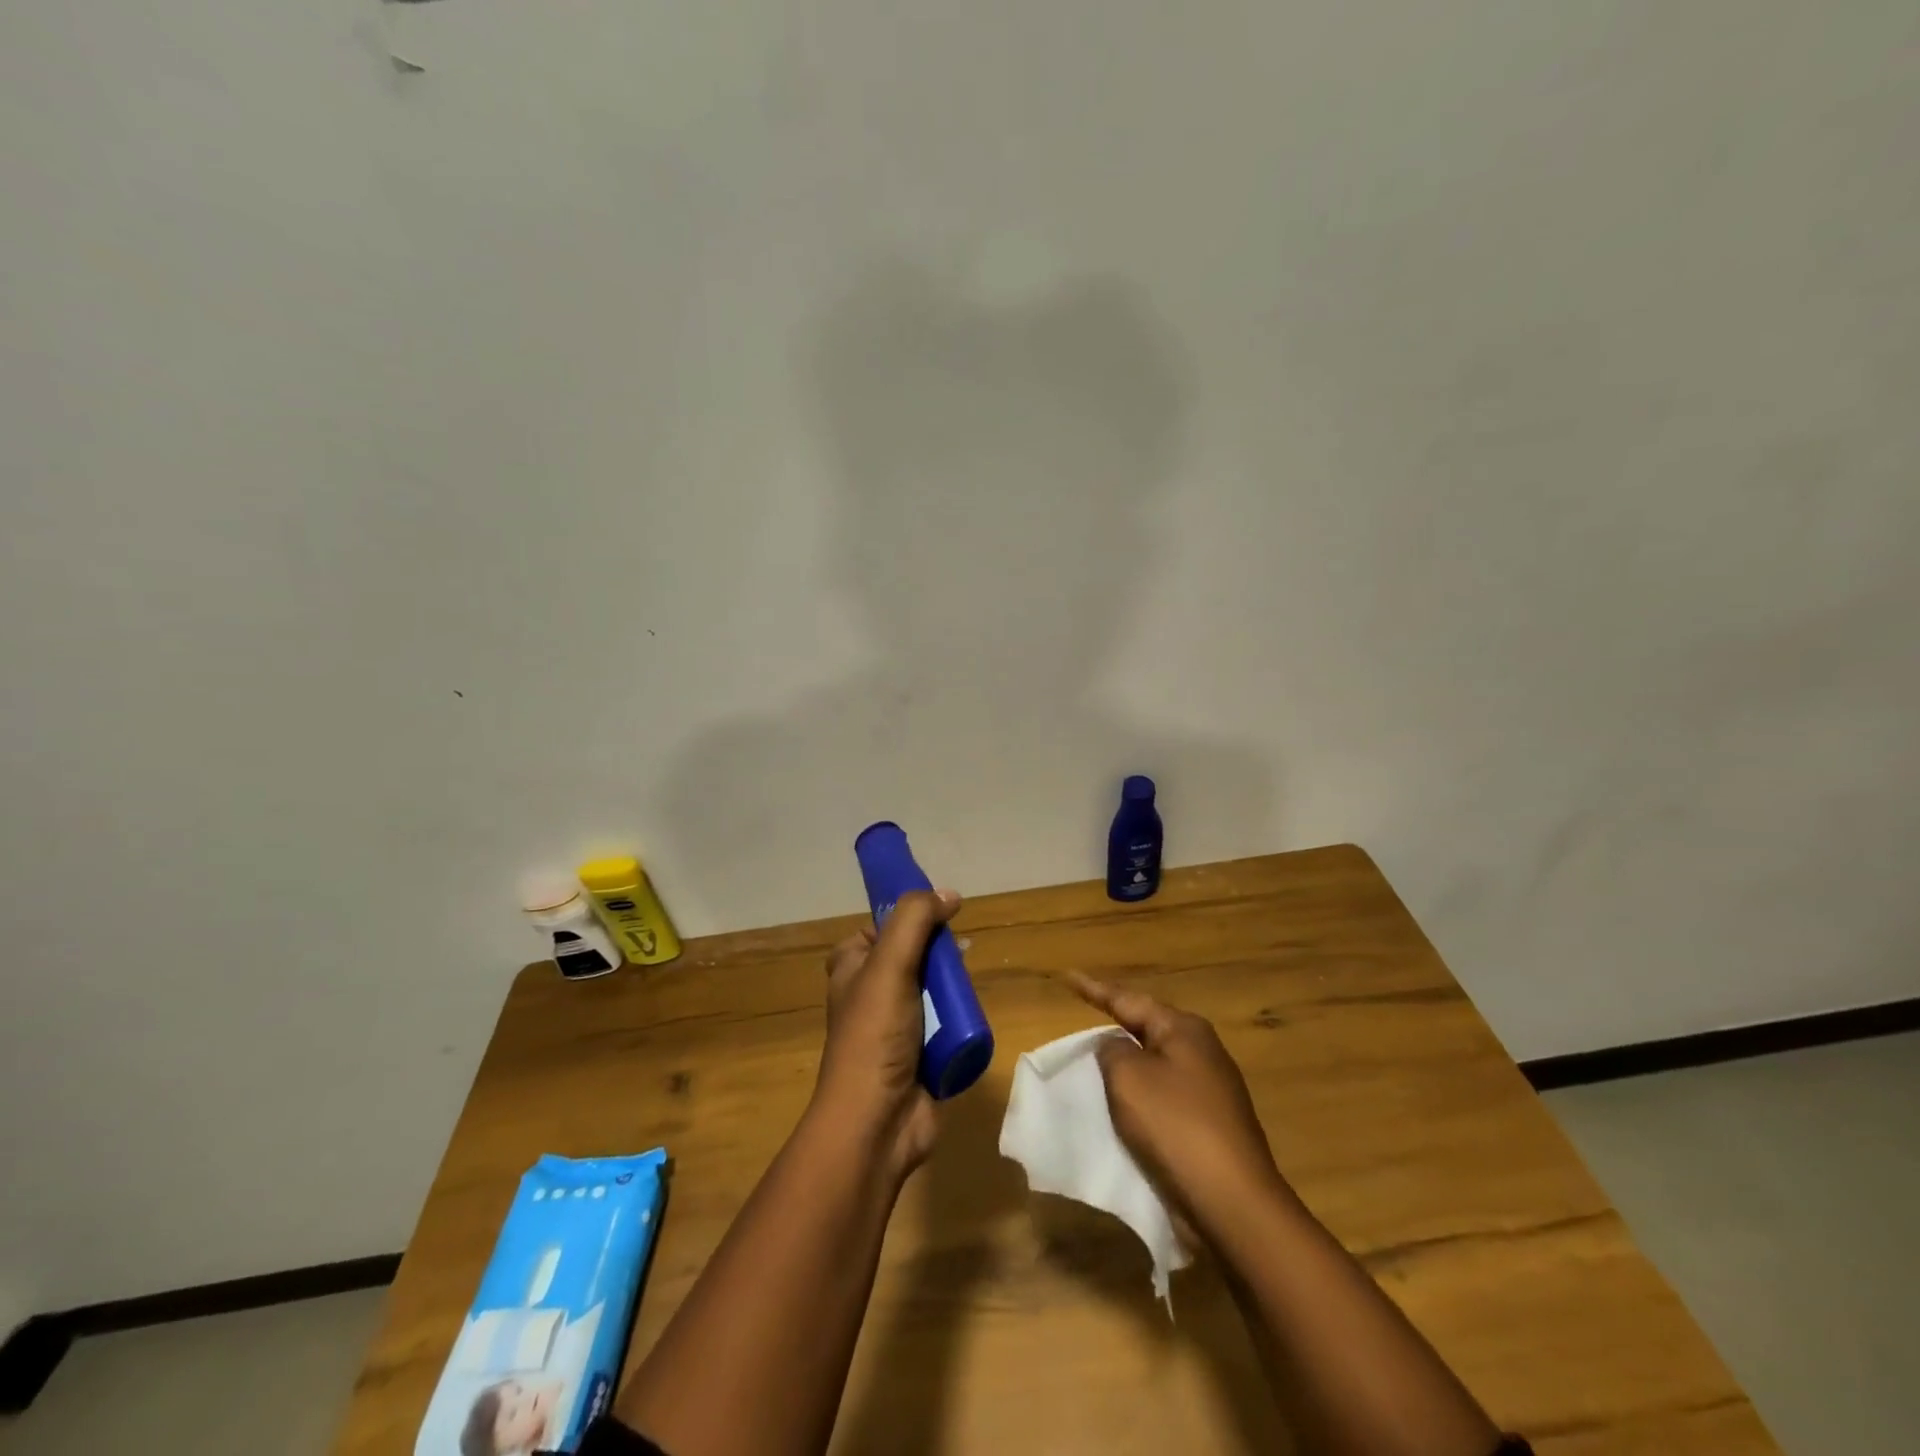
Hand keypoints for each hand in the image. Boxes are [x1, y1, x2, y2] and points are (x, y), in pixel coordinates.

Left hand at [814, 889, 960, 1175]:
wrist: (876, 1124)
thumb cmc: (874, 1036)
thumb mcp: (889, 965)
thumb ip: (915, 920)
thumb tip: (949, 894)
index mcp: (851, 967)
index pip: (880, 927)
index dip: (907, 918)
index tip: (940, 916)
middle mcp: (870, 992)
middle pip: (913, 955)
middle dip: (939, 954)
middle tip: (961, 953)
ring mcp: (895, 1025)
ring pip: (933, 989)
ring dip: (951, 988)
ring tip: (966, 990)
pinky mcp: (919, 1053)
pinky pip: (945, 1023)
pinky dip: (958, 1019)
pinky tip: (971, 1017)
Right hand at [1068, 972, 1287, 1245]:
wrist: (1232, 1204)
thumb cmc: (1175, 1126)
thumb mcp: (1128, 1076)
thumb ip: (1112, 1050)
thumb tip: (1117, 1047)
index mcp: (1184, 1030)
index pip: (1128, 1000)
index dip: (1094, 989)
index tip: (1067, 977)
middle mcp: (1202, 1052)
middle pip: (1147, 1029)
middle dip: (1116, 1023)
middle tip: (1083, 1016)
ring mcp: (1211, 1091)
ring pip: (1155, 1066)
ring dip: (1127, 1065)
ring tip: (1096, 1063)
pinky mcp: (1210, 1127)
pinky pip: (1164, 1099)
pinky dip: (1139, 1098)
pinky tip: (1123, 1108)